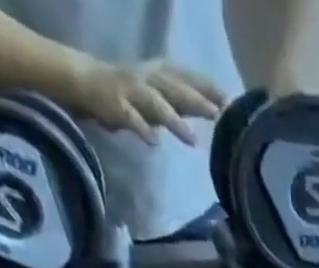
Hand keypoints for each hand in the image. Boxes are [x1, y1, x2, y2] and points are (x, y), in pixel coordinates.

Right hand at [74, 60, 225, 144]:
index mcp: (160, 72)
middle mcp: (148, 78)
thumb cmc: (134, 94)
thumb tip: (216, 110)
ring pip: (156, 104)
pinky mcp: (117, 106)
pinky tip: (154, 143)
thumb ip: (185, 103)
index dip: (207, 86)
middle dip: (196, 100)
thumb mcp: (162, 94)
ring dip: (175, 121)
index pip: (188, 76)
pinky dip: (143, 130)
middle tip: (216, 114)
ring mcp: (132, 91)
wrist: (89, 83)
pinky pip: (132, 119)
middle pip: (175, 88)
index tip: (229, 100)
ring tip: (192, 141)